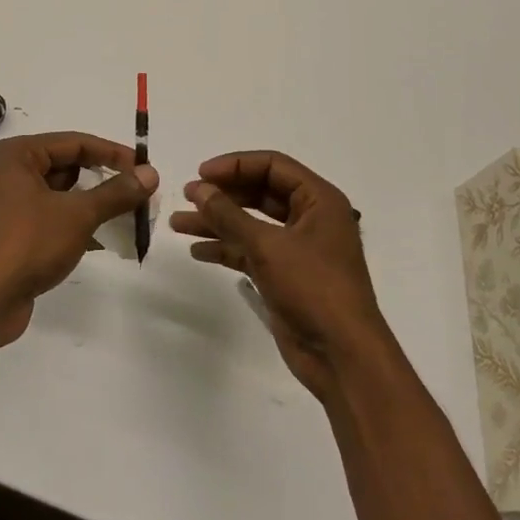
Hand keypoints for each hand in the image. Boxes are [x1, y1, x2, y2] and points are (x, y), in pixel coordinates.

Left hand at [0, 132, 157, 346]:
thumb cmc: (26, 244)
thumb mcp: (77, 214)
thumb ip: (116, 192)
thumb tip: (150, 174)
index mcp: (16, 156)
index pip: (75, 142)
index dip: (113, 154)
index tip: (145, 170)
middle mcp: (5, 174)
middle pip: (65, 167)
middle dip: (103, 181)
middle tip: (139, 196)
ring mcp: (3, 207)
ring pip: (57, 196)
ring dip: (90, 206)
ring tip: (127, 218)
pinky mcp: (6, 236)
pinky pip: (47, 220)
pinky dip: (72, 226)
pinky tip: (101, 242)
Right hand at [171, 151, 391, 399]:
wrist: (340, 354)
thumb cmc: (312, 288)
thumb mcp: (267, 245)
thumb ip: (229, 214)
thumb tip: (198, 188)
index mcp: (319, 200)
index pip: (273, 166)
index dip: (235, 165)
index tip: (200, 174)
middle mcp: (310, 218)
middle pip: (260, 193)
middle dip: (222, 194)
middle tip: (187, 196)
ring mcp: (298, 248)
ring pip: (251, 224)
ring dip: (217, 222)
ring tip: (178, 224)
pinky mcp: (285, 275)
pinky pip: (251, 251)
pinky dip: (226, 249)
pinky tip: (198, 251)